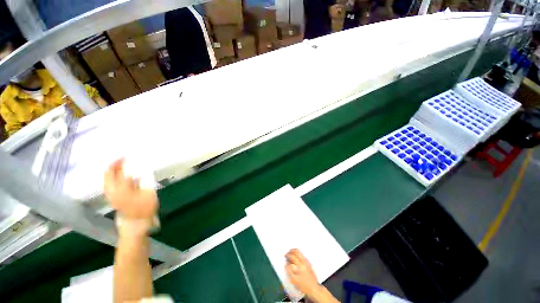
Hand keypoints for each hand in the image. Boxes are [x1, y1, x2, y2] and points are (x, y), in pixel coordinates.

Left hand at [104, 159, 157, 219]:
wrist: (136, 223)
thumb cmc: (144, 208)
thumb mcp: (149, 193)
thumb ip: (145, 181)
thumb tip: (142, 171)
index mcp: (122, 188)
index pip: (118, 171)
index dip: (121, 162)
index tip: (126, 156)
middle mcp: (113, 191)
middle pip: (108, 174)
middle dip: (113, 165)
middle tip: (121, 158)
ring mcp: (111, 195)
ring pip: (107, 179)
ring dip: (112, 171)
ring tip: (119, 165)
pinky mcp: (112, 198)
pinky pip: (109, 184)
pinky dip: (112, 178)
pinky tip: (119, 177)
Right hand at [285, 249, 320, 295]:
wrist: (314, 289)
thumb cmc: (303, 286)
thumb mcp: (294, 280)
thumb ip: (289, 271)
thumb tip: (286, 264)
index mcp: (300, 265)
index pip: (292, 256)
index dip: (287, 256)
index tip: (285, 257)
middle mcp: (304, 262)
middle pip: (296, 251)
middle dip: (290, 251)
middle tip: (287, 254)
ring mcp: (307, 262)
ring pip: (299, 252)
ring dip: (294, 252)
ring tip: (290, 255)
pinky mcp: (309, 263)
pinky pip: (302, 255)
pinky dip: (297, 255)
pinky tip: (295, 259)